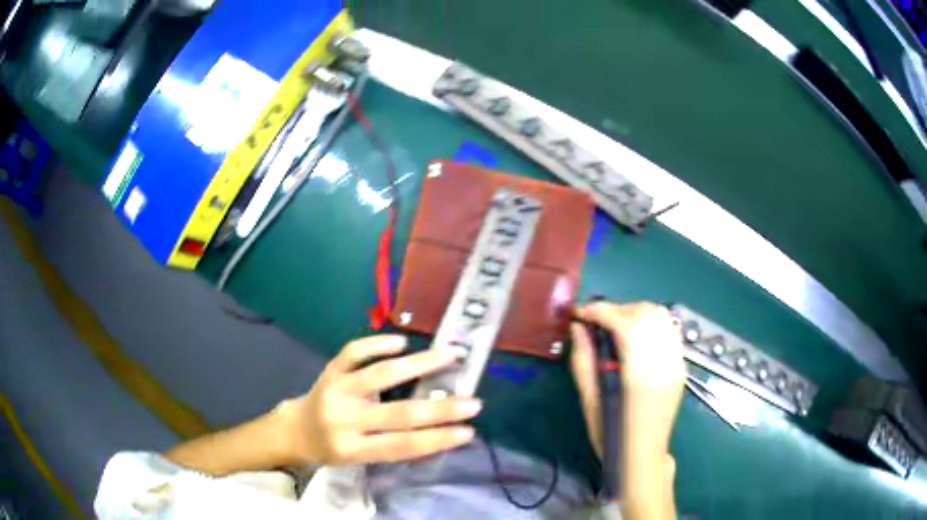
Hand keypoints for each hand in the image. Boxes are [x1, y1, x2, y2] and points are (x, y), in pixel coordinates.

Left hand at [278, 335, 481, 465]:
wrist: (295, 430)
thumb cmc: (333, 450)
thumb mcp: (360, 459)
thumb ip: (392, 446)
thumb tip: (438, 429)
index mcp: (352, 449)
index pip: (401, 446)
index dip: (437, 440)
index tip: (469, 432)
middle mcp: (343, 420)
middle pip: (398, 414)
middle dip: (441, 409)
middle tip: (473, 402)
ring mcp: (335, 390)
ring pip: (379, 375)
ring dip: (418, 365)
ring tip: (449, 355)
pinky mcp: (329, 370)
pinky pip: (353, 352)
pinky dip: (377, 343)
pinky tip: (402, 342)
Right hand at [570, 302, 685, 458]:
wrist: (643, 456)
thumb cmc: (611, 436)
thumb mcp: (589, 402)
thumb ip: (583, 361)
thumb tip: (577, 328)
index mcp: (638, 375)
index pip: (624, 324)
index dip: (599, 311)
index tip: (580, 314)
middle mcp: (663, 363)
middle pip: (644, 314)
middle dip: (616, 310)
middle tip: (595, 323)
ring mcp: (676, 363)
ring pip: (660, 317)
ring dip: (634, 313)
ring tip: (615, 327)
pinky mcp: (681, 366)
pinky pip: (669, 330)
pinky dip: (650, 323)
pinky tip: (636, 337)